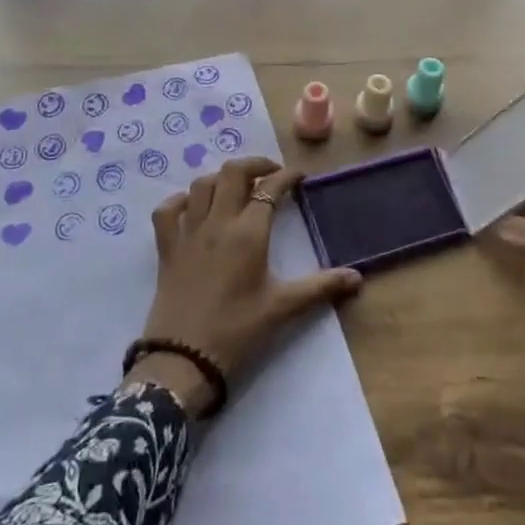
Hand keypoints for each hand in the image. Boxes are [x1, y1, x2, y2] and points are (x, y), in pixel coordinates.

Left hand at [133, 157, 362, 412]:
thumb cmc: (237, 332)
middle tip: (271, 174)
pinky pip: (167, 211)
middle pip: (232, 173)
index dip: (287, 176)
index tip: (299, 176)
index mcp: (248, 233)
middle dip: (254, 164)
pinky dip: (180, 200)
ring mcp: (188, 233)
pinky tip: (192, 207)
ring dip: (221, 178)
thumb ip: (320, 288)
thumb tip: (357, 278)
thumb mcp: (282, 308)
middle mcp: (218, 222)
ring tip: (237, 187)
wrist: (183, 360)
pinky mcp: (167, 248)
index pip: (270, 188)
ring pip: (201, 185)